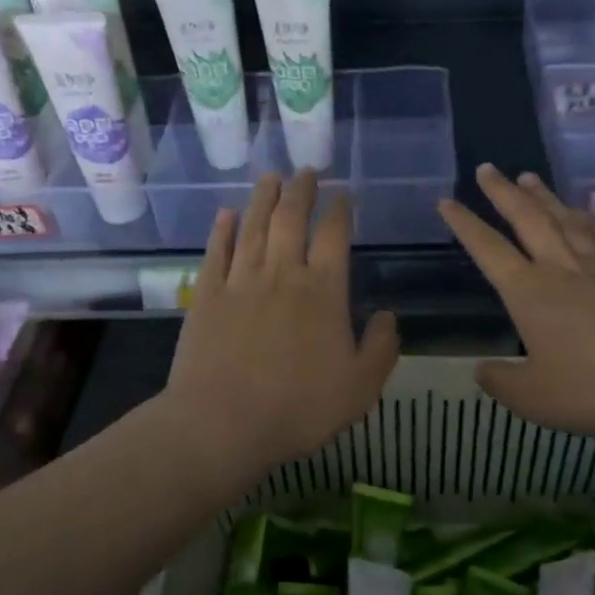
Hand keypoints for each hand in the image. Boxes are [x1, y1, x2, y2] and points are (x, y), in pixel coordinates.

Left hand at [163, 172, 399, 478]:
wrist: (222, 423)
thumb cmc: (298, 407)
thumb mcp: (360, 388)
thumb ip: (380, 348)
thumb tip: (387, 315)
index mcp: (323, 291)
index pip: (335, 236)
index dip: (340, 211)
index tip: (343, 195)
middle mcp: (282, 274)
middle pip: (292, 219)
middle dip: (301, 191)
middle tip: (306, 171)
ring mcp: (240, 281)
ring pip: (254, 227)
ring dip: (263, 198)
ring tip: (271, 177)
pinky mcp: (207, 296)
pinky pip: (217, 252)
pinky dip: (223, 230)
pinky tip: (226, 214)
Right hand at [439, 165, 594, 444]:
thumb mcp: (534, 398)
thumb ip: (502, 382)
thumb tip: (482, 369)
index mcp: (530, 292)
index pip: (488, 249)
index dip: (464, 224)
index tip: (446, 201)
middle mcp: (561, 268)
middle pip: (527, 218)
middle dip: (503, 192)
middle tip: (487, 168)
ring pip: (564, 219)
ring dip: (542, 196)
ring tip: (528, 177)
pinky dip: (582, 218)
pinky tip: (579, 214)